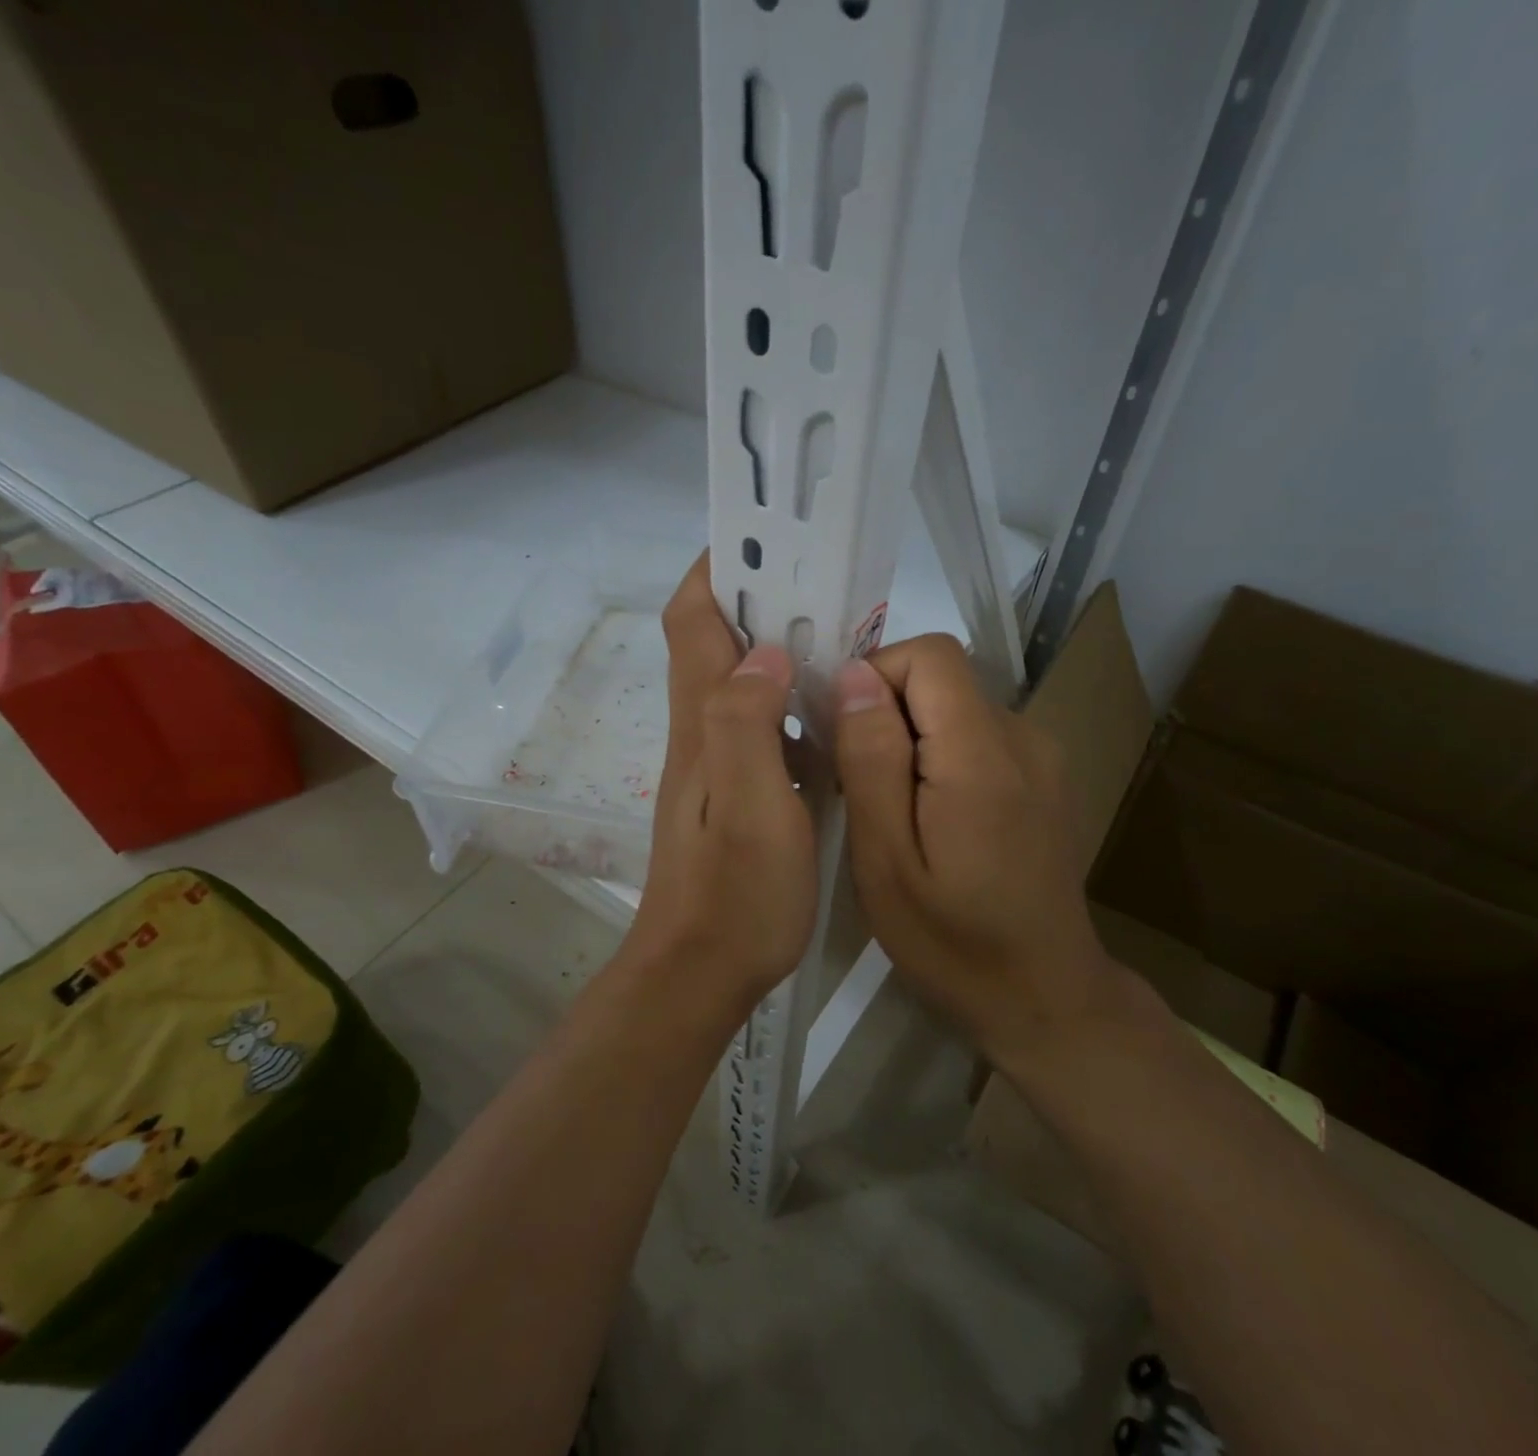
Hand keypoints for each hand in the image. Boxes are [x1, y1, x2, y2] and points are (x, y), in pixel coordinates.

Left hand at [620, 555, 817, 1018]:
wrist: (701, 971)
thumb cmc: (734, 894)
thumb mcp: (749, 806)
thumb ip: (749, 723)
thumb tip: (765, 651)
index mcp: (703, 720)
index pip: (693, 618)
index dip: (720, 569)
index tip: (768, 540)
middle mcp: (703, 728)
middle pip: (717, 640)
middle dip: (762, 598)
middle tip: (829, 583)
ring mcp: (720, 761)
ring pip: (744, 680)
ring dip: (782, 647)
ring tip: (844, 633)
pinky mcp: (740, 790)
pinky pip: (765, 724)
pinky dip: (794, 700)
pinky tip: (835, 710)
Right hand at [833, 634, 1120, 1071]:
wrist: (1045, 997)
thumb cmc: (952, 942)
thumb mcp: (886, 860)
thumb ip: (871, 760)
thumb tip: (854, 675)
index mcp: (982, 755)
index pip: (928, 655)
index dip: (874, 677)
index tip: (842, 736)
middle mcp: (1023, 737)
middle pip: (941, 678)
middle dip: (886, 713)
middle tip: (857, 786)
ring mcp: (1041, 756)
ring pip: (954, 706)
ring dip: (910, 738)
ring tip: (890, 810)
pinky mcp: (1044, 776)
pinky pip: (976, 735)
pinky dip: (939, 756)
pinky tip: (931, 819)